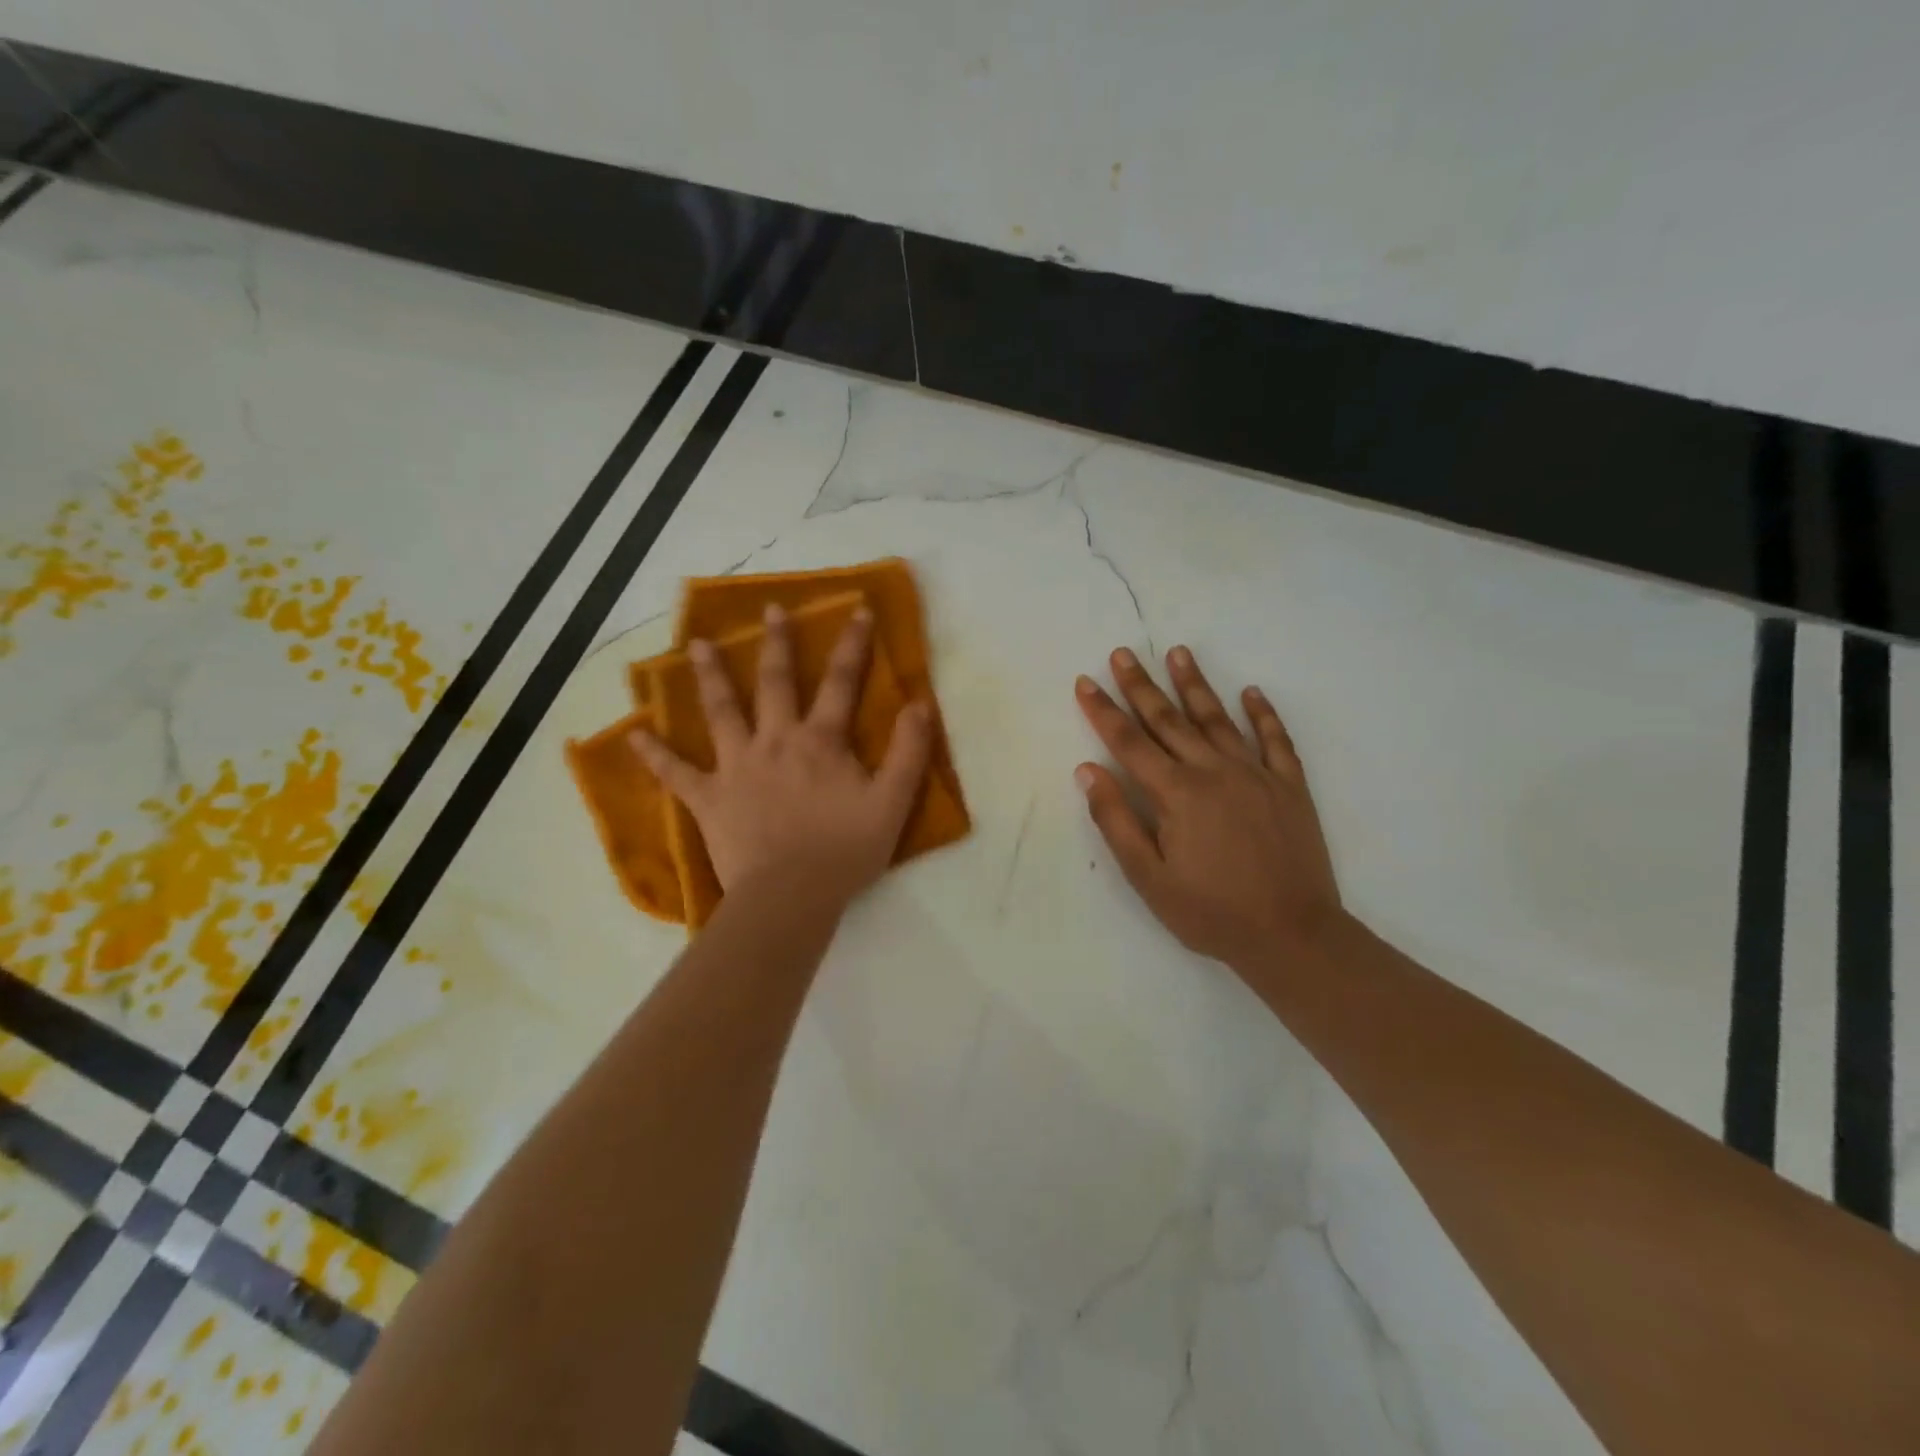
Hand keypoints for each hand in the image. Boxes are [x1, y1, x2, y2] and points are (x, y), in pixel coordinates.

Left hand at [633, 605, 932, 908]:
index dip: (852, 644)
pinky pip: (675, 773)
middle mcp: (775, 741)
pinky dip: (654, 754)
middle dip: (777, 643)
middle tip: (771, 610)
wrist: (790, 896)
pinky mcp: (708, 798)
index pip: (841, 682)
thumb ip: (909, 752)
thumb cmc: (844, 850)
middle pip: (775, 682)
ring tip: (699, 645)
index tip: (857, 610)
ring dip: (711, 676)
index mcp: (820, 741)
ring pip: (721, 712)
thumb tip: (920, 704)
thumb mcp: (892, 803)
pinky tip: (632, 735)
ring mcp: (736, 767)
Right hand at [1075, 645, 1342, 972]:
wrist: (1293, 936)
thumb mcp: (1148, 877)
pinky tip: (1252, 692)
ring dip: (1196, 685)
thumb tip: (1088, 770)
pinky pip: (1276, 740)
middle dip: (1142, 685)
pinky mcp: (1290, 787)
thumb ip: (1116, 820)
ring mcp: (1257, 775)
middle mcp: (1214, 771)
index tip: (1085, 681)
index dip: (1103, 711)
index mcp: (1177, 793)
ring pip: (1218, 719)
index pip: (1129, 742)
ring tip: (1179, 653)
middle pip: (1170, 719)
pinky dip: (1263, 714)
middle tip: (1123, 653)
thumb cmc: (1211, 912)